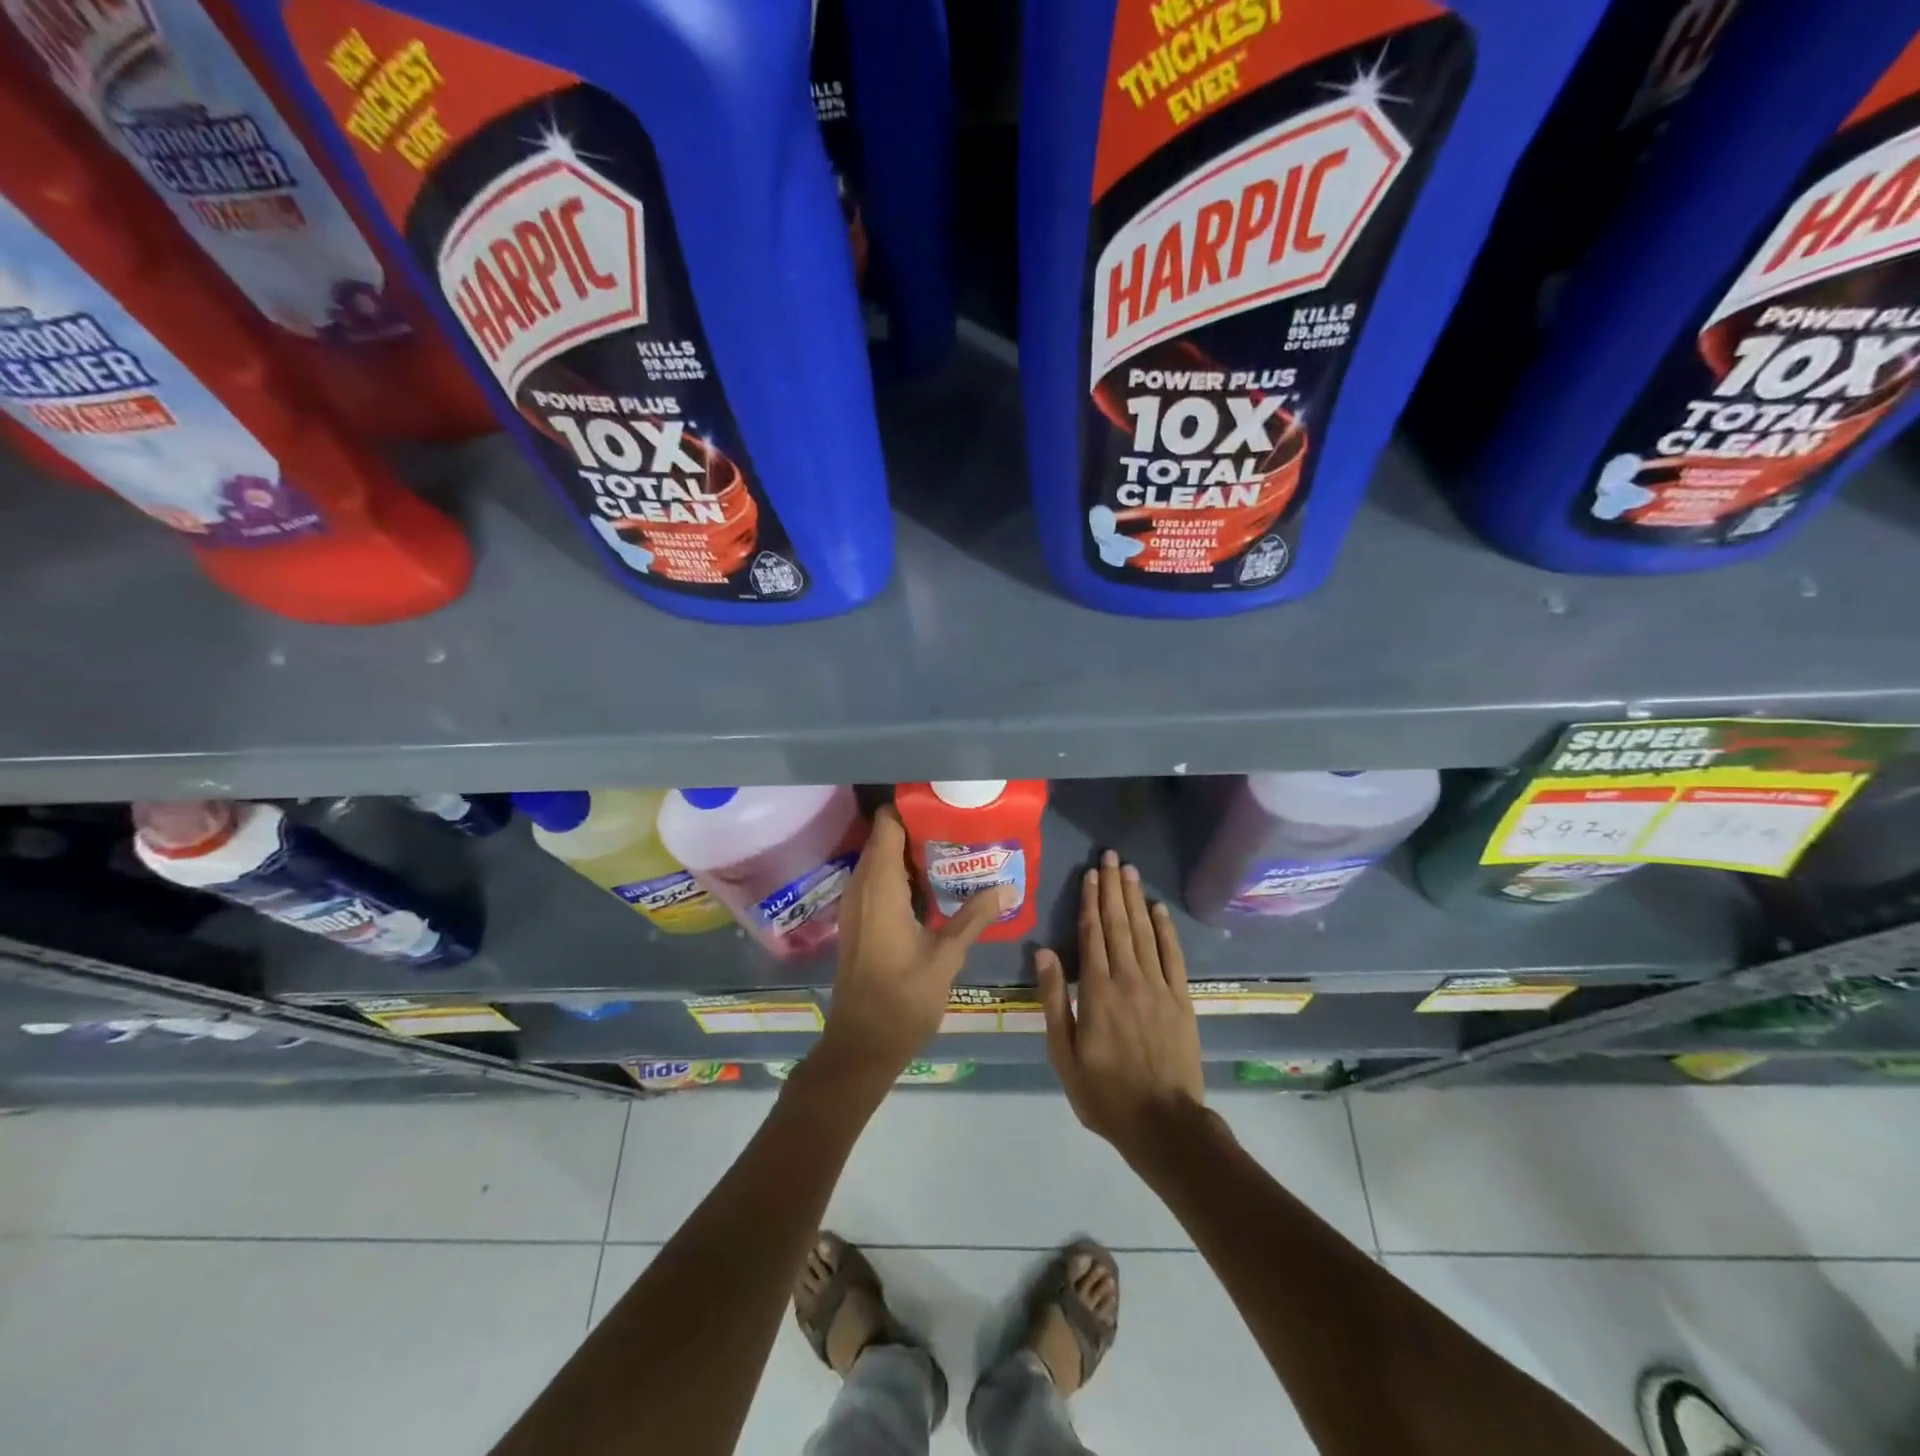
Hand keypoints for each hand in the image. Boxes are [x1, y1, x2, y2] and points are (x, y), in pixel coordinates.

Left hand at [815, 806, 1006, 1086]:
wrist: (862, 1044)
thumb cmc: (903, 998)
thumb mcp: (947, 955)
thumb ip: (976, 916)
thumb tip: (1010, 886)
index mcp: (880, 886)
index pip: (887, 824)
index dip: (912, 808)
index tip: (945, 805)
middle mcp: (862, 886)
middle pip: (885, 838)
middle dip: (919, 829)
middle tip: (960, 829)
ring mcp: (856, 904)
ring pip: (881, 861)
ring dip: (911, 854)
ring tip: (953, 853)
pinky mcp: (858, 921)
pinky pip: (878, 882)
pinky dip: (902, 876)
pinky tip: (933, 888)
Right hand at [1037, 851, 1203, 1163]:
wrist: (1163, 1123)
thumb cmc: (1104, 1093)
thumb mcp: (1064, 1054)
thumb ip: (1054, 1000)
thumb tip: (1044, 953)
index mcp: (1096, 991)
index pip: (1092, 934)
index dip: (1090, 901)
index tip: (1090, 873)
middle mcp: (1128, 979)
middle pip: (1119, 924)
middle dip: (1112, 888)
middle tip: (1111, 856)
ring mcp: (1159, 987)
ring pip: (1145, 932)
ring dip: (1135, 899)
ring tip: (1130, 871)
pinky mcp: (1182, 999)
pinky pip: (1173, 956)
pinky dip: (1166, 929)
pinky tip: (1159, 909)